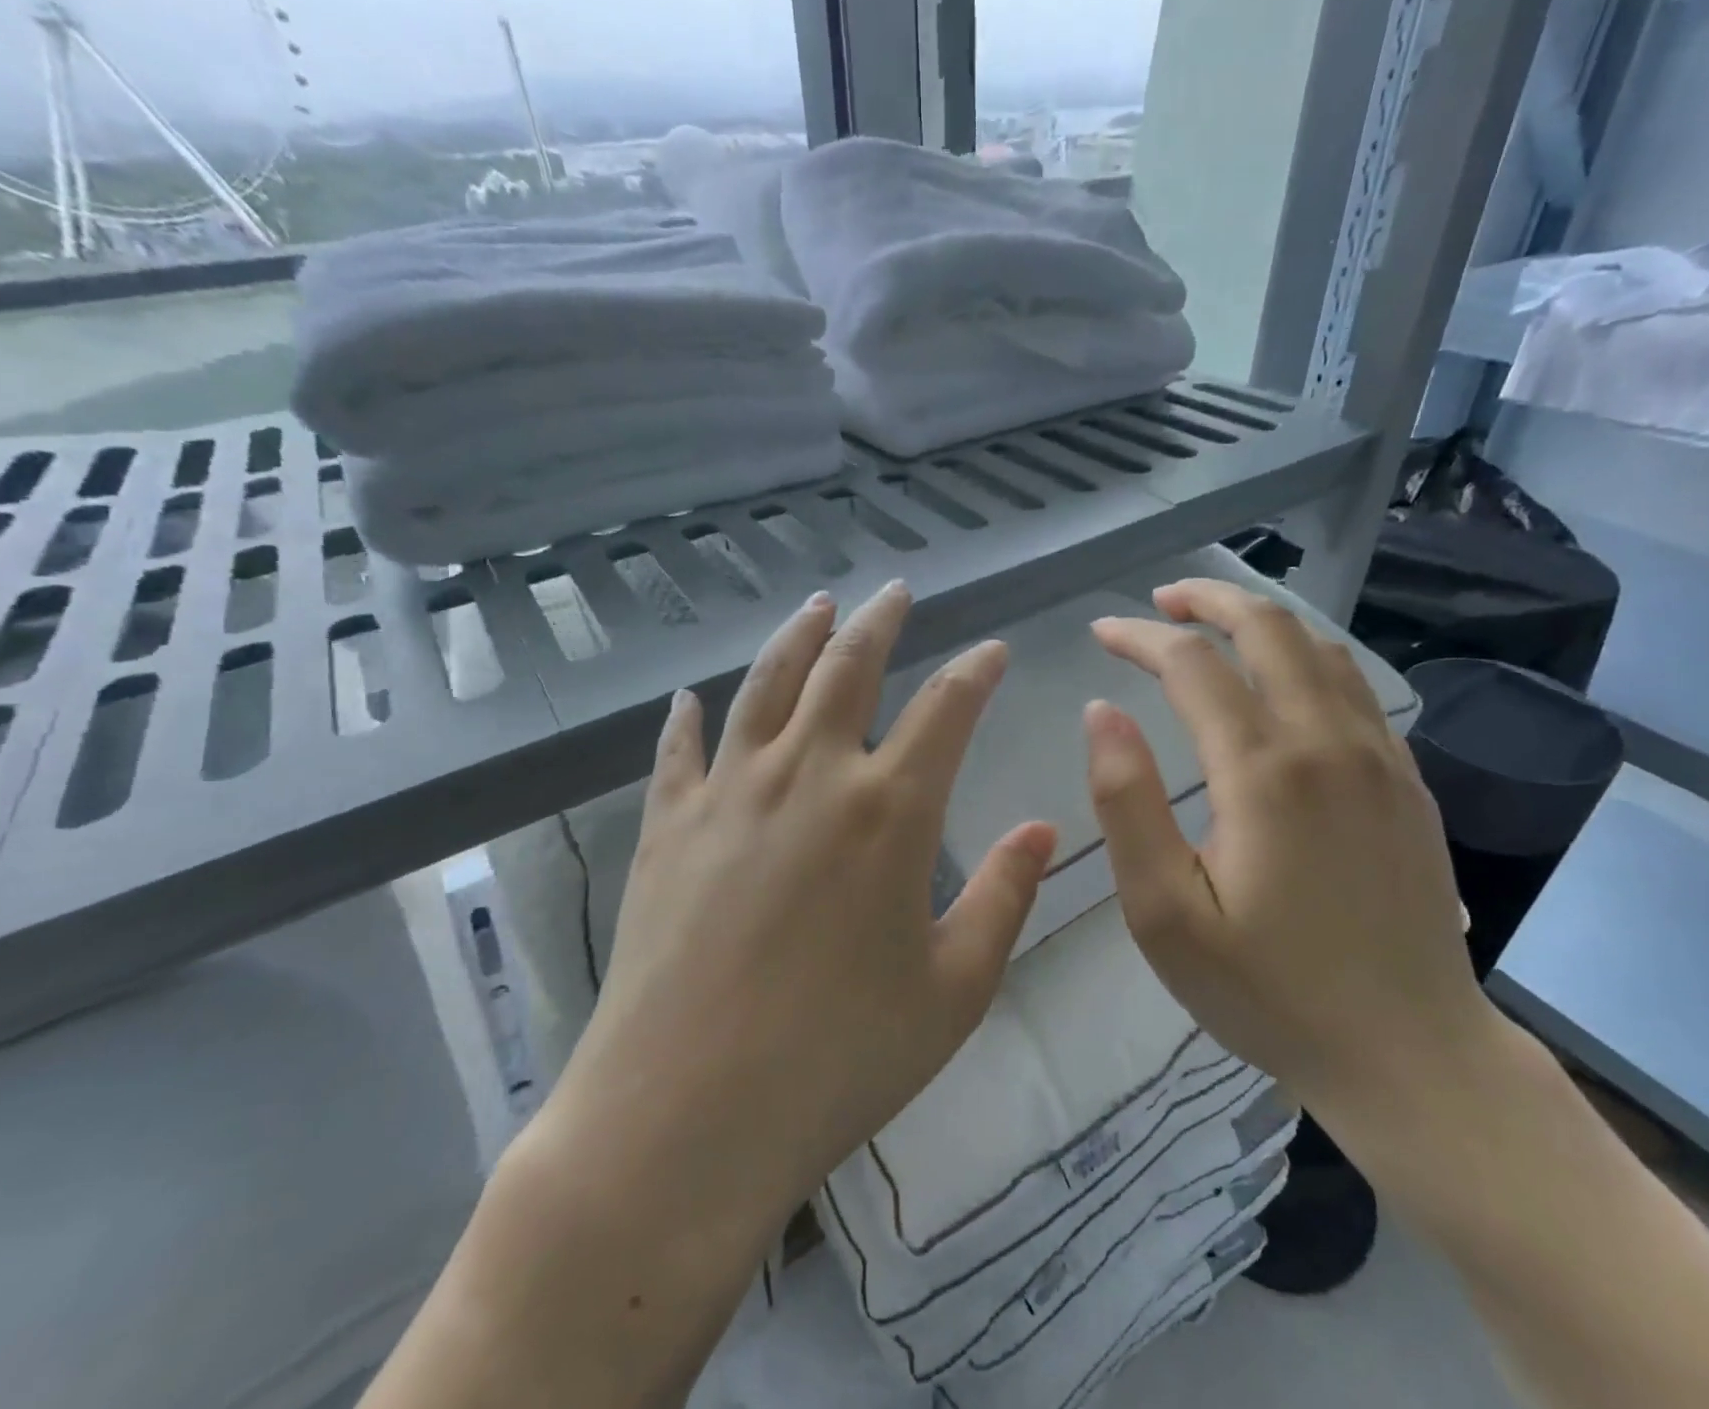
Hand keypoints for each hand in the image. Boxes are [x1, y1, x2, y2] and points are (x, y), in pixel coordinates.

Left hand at [540, 581, 1056, 1241]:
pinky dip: (688, 717)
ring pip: (766, 684)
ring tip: (816, 604)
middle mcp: (809, 775)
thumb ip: (1005, 897)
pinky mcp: (666, 825)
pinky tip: (690, 697)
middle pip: (848, 667)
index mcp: (889, 810)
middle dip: (878, 621)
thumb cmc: (839, 1058)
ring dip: (797, 637)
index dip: (976, 671)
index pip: (947, 708)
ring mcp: (729, 792)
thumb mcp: (954, 989)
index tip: (993, 650)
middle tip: (894, 592)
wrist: (685, 1116)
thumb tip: (1042, 830)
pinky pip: (679, 750)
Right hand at [1084, 579, 1488, 1128]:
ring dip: (1260, 620)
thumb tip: (1101, 712)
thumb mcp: (1164, 912)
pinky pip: (1355, 687)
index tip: (1101, 634)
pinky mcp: (1407, 782)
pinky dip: (1307, 656)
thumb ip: (1126, 802)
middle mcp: (1329, 743)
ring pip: (1321, 648)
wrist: (1410, 1055)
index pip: (1193, 665)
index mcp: (1264, 772)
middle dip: (1208, 600)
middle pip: (1270, 629)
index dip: (1140, 637)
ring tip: (1212, 624)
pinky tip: (1282, 677)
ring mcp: (1380, 759)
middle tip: (1159, 601)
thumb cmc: (1267, 990)